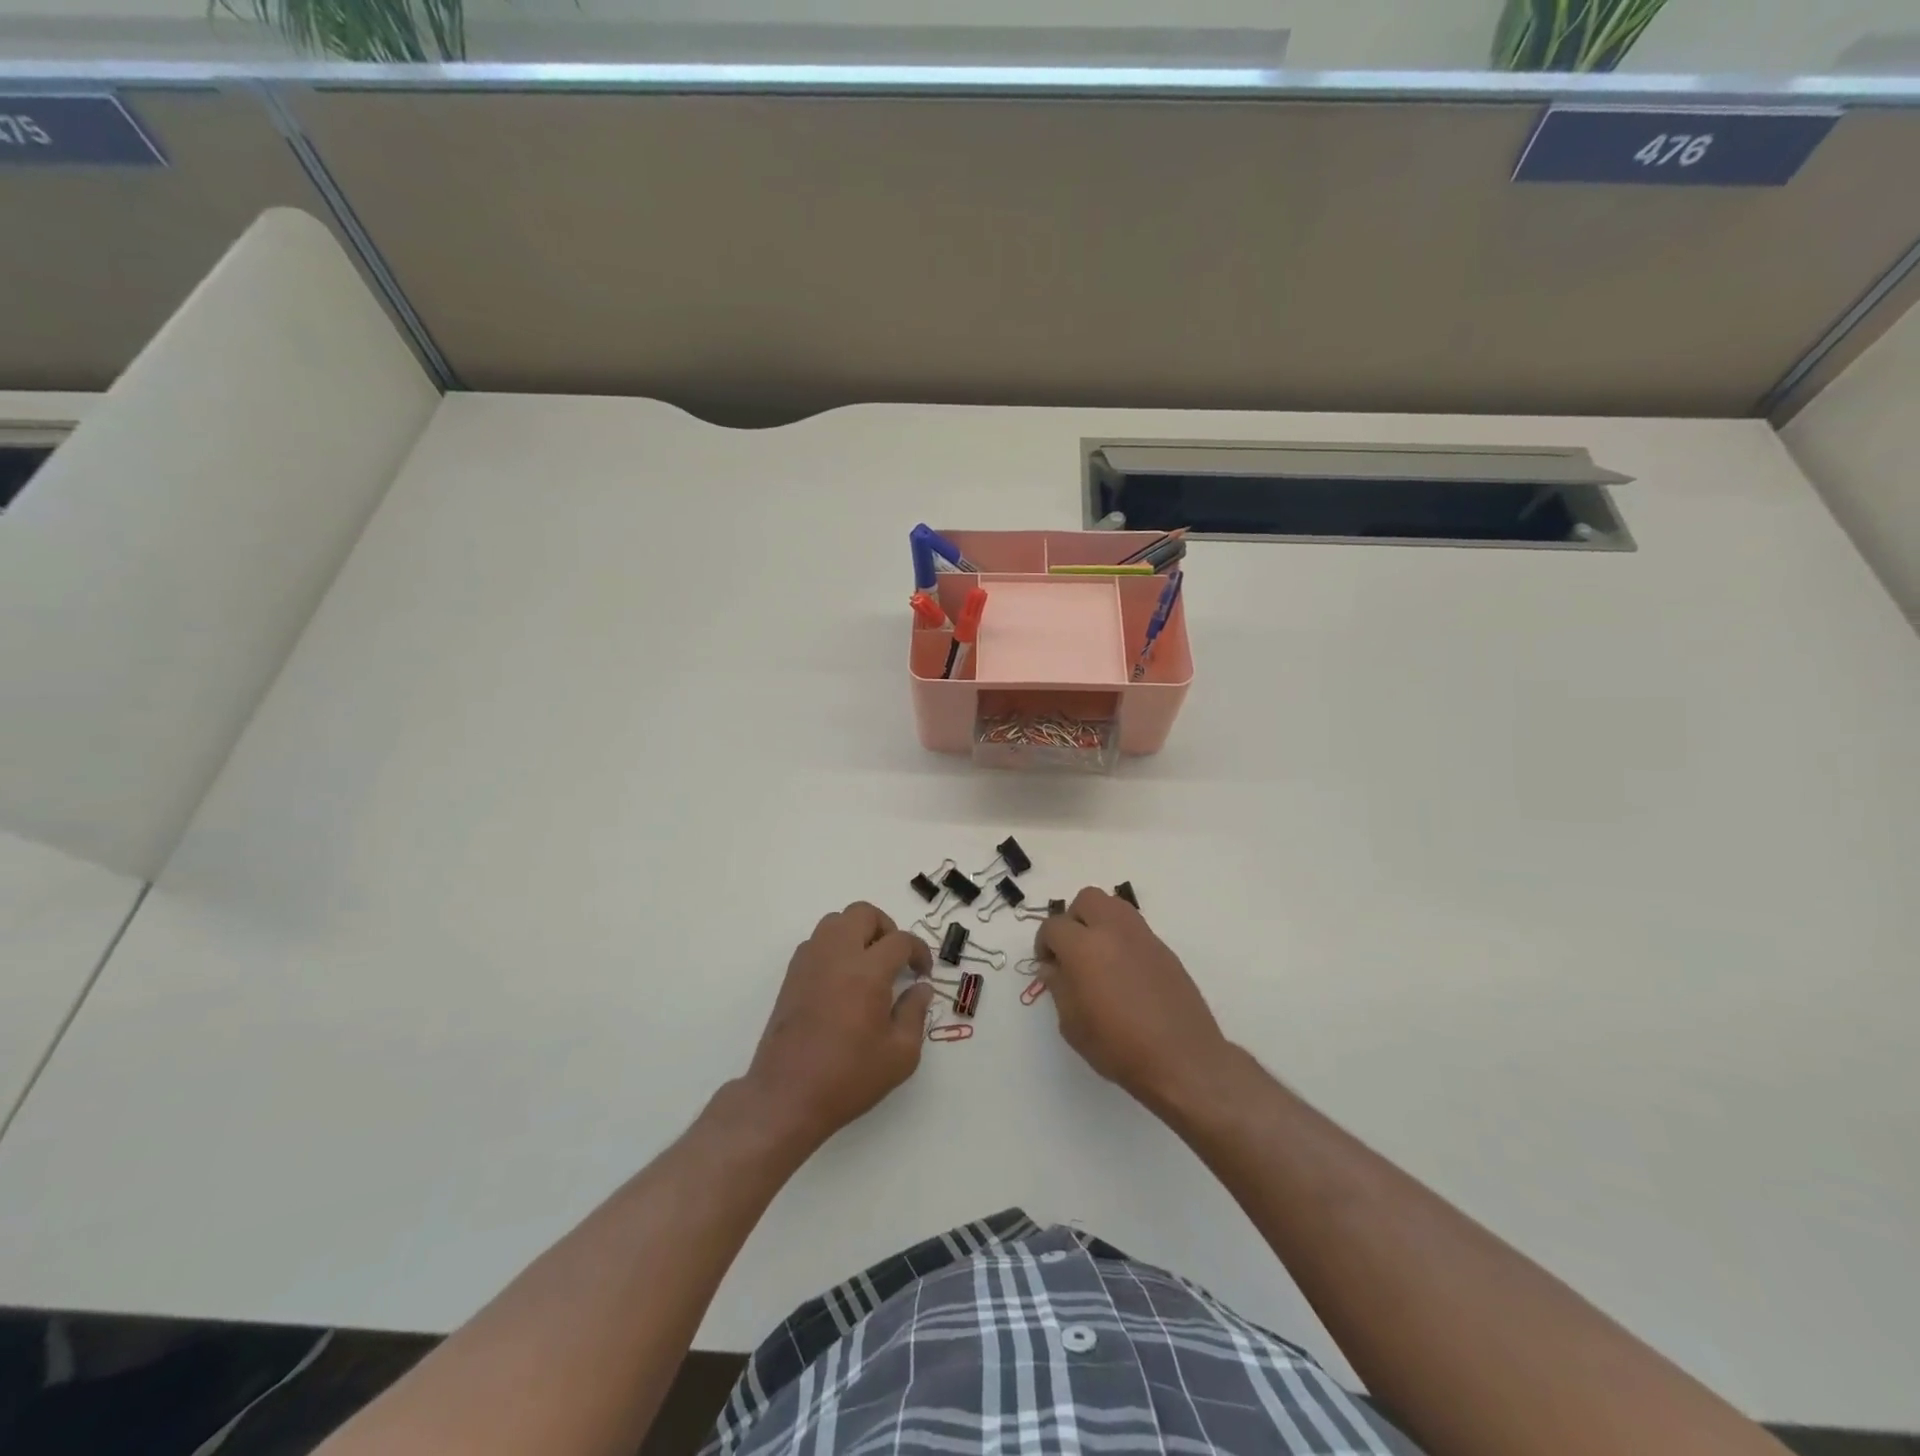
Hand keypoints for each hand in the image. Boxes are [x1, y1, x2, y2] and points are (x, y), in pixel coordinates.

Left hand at [743, 903, 934, 1146]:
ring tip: (869, 964)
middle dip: (886, 928)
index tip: (923, 972)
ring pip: (835, 921)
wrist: (786, 1097)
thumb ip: (915, 1013)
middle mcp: (836, 956)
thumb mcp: (900, 1055)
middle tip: (896, 958)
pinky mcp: (791, 976)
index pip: (900, 940)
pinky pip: (816, 942)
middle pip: (862, 913)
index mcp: (867, 972)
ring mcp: (809, 963)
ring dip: (857, 932)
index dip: (919, 951)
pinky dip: (835, 947)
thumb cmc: (849, 1078)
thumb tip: (920, 988)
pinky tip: (843, 979)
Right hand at [1035, 888, 1230, 1111]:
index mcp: (1084, 947)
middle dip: (1073, 918)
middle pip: (1087, 899)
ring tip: (1098, 955)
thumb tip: (1053, 968)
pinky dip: (1122, 938)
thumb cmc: (1118, 1047)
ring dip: (1099, 921)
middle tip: (1071, 950)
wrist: (1181, 1058)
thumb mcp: (1072, 1024)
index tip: (1048, 965)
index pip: (1054, 926)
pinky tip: (1124, 972)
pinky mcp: (1164, 949)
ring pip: (1114, 905)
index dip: (1044, 944)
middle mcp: (1113, 931)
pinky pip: (1135, 928)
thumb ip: (1059, 987)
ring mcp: (1143, 937)